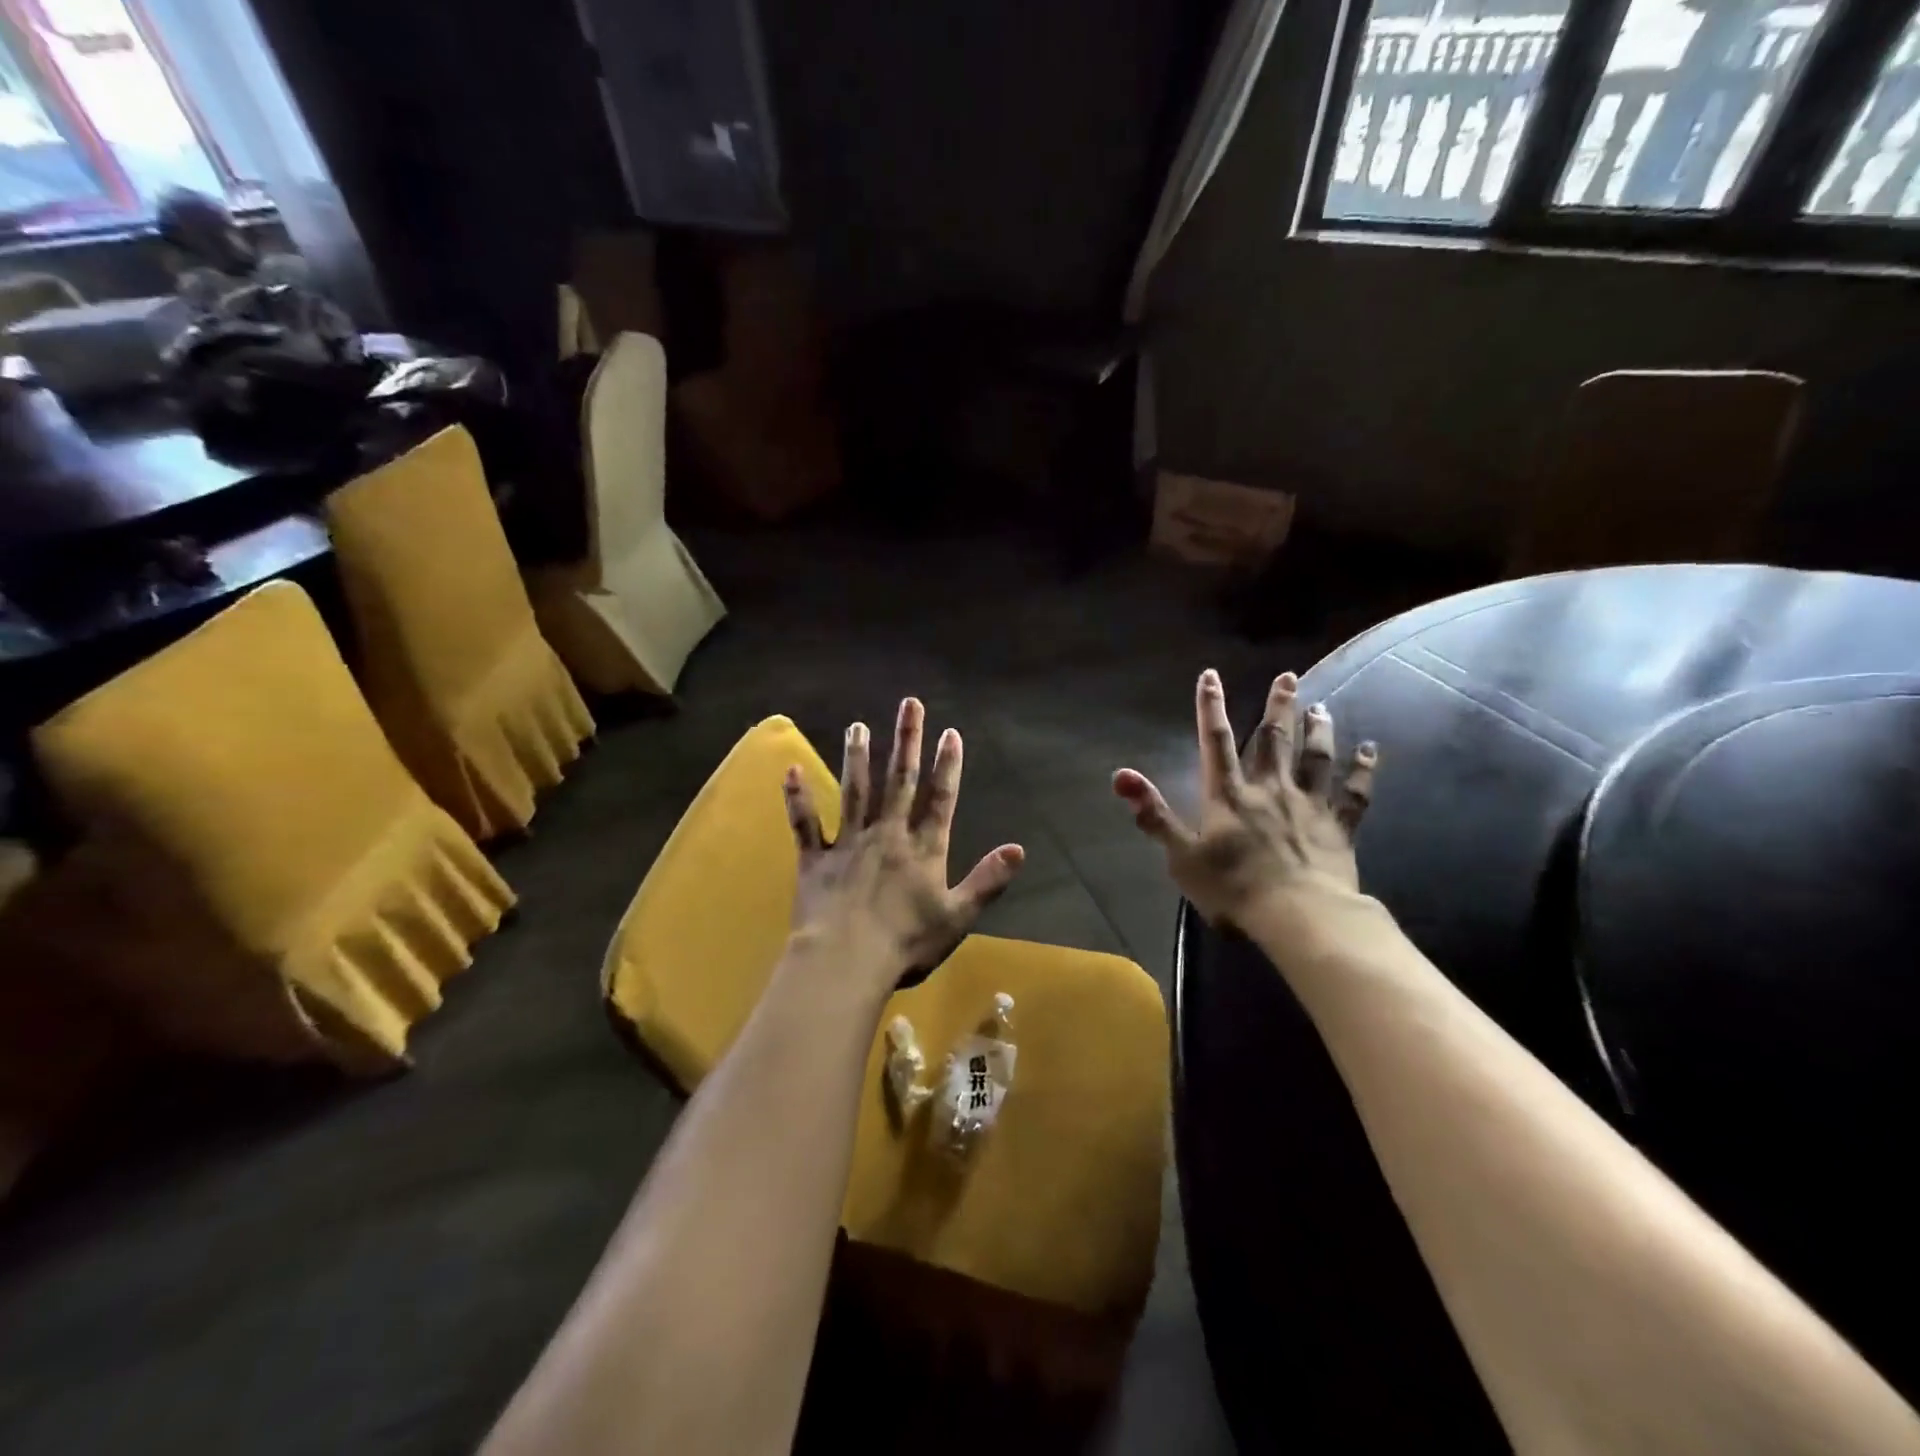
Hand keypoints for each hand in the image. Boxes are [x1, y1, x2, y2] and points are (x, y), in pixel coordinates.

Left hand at [783, 698, 1024, 991]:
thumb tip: (1019, 848)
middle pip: (900, 781)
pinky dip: (798, 798)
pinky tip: (791, 770)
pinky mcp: (815, 860)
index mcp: (922, 849)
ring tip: (857, 727)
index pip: (940, 799)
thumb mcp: (957, 916)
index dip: (948, 766)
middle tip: (909, 704)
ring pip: (855, 792)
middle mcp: (886, 835)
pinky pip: (805, 824)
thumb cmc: (906, 944)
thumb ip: (987, 880)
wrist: (846, 962)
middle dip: (907, 741)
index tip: (951, 732)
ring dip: (857, 758)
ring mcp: (848, 844)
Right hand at [1113, 669, 1377, 932]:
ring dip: (1318, 729)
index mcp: (1230, 796)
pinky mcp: (1339, 826)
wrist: (1299, 916)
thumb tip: (1121, 775)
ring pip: (1315, 757)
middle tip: (1289, 676)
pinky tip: (1370, 750)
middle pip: (1274, 739)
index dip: (1211, 708)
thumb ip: (1153, 814)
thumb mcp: (1182, 856)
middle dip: (1279, 706)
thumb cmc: (1234, 888)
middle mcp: (1270, 789)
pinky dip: (1363, 769)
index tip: (1211, 675)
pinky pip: (1354, 792)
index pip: (1217, 743)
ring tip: (1321, 706)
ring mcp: (1309, 805)